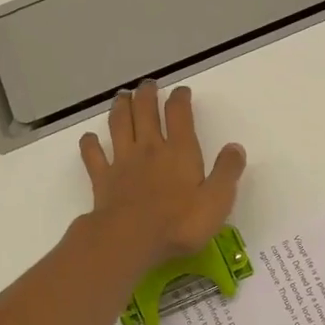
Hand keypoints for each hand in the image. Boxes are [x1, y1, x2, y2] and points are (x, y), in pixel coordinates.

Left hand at [80, 82, 246, 264]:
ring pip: (119, 125)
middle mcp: (149, 148)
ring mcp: (123, 162)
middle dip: (147, 95)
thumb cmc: (179, 223)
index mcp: (180, 151)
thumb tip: (235, 147)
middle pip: (145, 112)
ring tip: (122, 97)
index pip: (179, 114)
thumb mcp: (217, 200)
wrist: (131, 240)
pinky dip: (90, 144)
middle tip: (147, 85)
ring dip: (120, 107)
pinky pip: (93, 155)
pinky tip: (89, 138)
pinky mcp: (102, 179)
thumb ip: (227, 171)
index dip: (180, 99)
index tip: (181, 91)